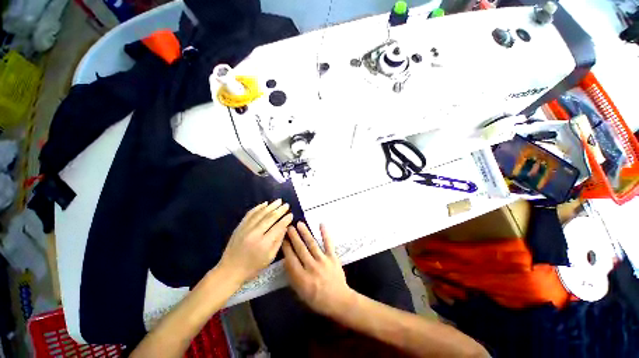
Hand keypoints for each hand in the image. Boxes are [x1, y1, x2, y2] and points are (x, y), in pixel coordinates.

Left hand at [219, 200, 292, 283]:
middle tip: (287, 205)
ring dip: (271, 206)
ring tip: (279, 201)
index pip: (278, 227)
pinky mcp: (239, 227)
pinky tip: (264, 203)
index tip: (291, 214)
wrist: (230, 270)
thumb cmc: (252, 267)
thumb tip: (285, 227)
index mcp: (264, 243)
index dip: (285, 220)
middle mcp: (255, 233)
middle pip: (270, 217)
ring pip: (260, 213)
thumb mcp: (270, 258)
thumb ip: (278, 241)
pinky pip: (250, 214)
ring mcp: (245, 228)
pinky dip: (258, 207)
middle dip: (280, 210)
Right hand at [283, 222, 354, 317]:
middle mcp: (312, 267)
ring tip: (299, 224)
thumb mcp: (301, 293)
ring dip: (305, 233)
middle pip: (300, 249)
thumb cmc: (317, 299)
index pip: (291, 259)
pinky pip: (328, 243)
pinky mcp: (333, 257)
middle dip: (293, 237)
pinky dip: (325, 233)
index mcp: (302, 278)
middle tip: (288, 227)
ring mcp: (323, 261)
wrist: (339, 301)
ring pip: (312, 244)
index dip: (286, 247)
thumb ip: (293, 277)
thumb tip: (286, 261)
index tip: (282, 238)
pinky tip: (321, 224)